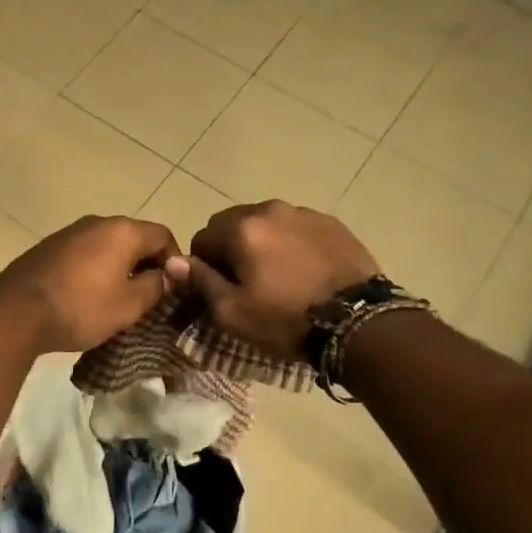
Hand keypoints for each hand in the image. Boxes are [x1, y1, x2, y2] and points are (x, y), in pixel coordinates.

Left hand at [0, 215, 178, 352]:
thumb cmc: (82, 307)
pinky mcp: (48, 248)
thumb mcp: (129, 305)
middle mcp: (97, 222)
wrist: (17, 311)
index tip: (174, 289)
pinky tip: (88, 295)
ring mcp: (69, 233)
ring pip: (106, 246)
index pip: (163, 236)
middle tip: (149, 296)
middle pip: (133, 238)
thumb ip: (155, 286)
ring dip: (118, 267)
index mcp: (122, 231)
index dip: (174, 261)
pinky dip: (94, 270)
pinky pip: (83, 254)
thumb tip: (165, 276)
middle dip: (146, 264)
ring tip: (118, 298)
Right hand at [163, 200, 380, 360]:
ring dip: (262, 244)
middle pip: (234, 224)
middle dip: (231, 249)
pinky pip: (297, 229)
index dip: (203, 266)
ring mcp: (305, 213)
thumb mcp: (231, 312)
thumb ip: (199, 281)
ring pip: (267, 224)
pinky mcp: (333, 224)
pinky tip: (303, 272)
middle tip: (246, 284)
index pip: (202, 238)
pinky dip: (291, 245)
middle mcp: (271, 209)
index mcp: (242, 228)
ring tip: (277, 278)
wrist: (358, 322)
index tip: (218, 290)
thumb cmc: (285, 320)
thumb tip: (172, 261)